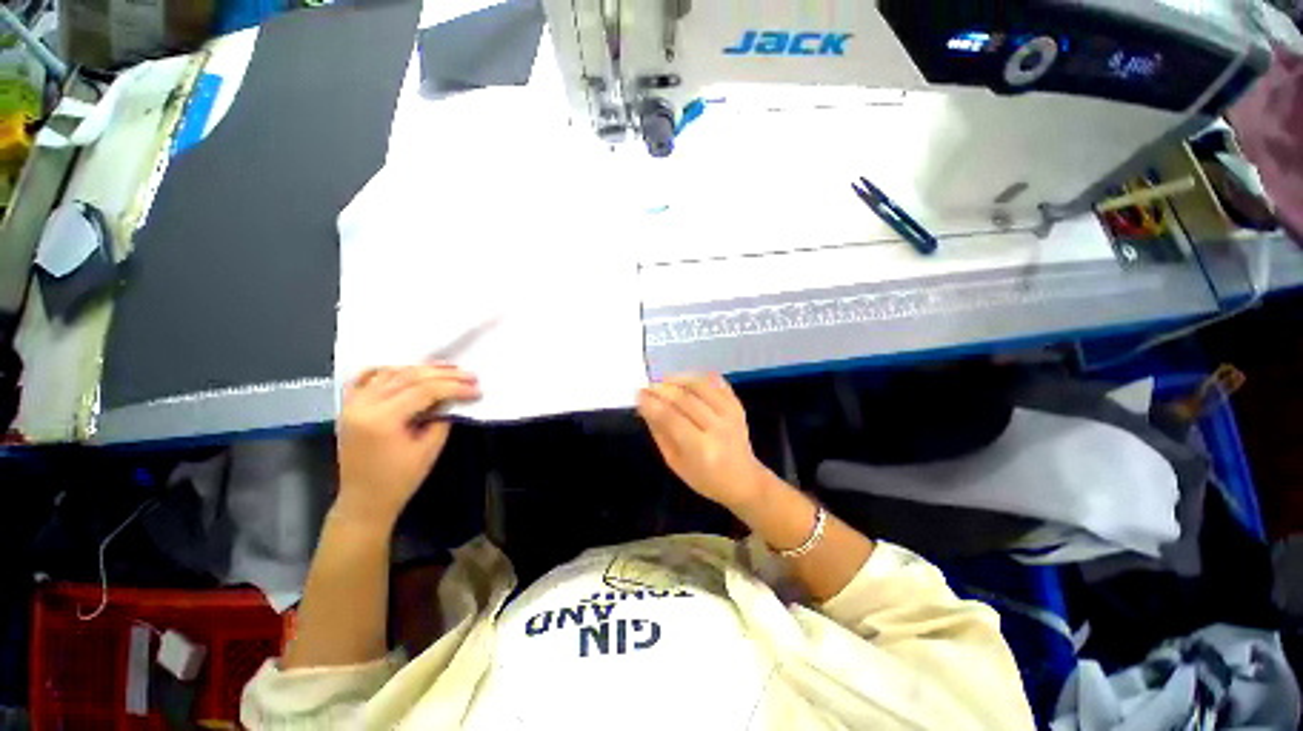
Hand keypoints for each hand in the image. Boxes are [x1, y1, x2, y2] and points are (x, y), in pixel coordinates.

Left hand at [335, 365, 480, 528]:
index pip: (424, 391)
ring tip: (446, 368)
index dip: (454, 387)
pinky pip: (364, 379)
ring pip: (389, 373)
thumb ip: (441, 419)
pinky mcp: (349, 407)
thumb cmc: (399, 480)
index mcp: (381, 420)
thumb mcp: (428, 450)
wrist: (364, 501)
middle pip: (408, 377)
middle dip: (443, 375)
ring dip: (420, 368)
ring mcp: (351, 404)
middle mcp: (363, 406)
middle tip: (469, 375)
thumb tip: (451, 400)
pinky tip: (404, 368)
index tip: (476, 389)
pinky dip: (386, 369)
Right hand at [638, 374, 770, 512]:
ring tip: (663, 379)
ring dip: (679, 378)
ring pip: (701, 386)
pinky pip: (717, 382)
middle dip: (662, 388)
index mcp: (701, 449)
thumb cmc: (704, 477)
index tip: (638, 394)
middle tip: (646, 384)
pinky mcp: (738, 405)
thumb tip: (644, 406)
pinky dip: (700, 377)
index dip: (653, 404)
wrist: (743, 479)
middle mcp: (718, 428)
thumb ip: (660, 432)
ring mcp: (731, 414)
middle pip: (685, 399)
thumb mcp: (675, 462)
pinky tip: (685, 379)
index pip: (672, 418)